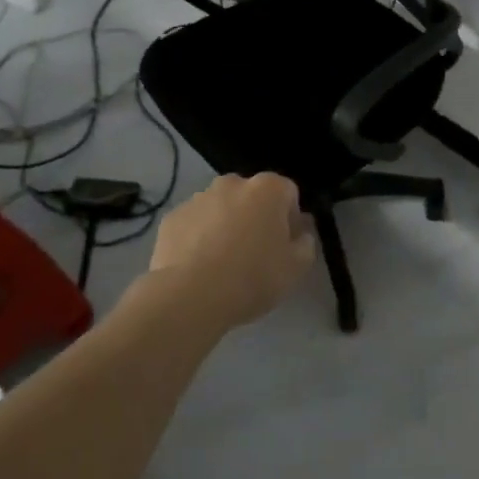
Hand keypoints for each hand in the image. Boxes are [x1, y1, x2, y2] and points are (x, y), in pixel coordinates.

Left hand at [146, 173, 316, 327]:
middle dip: (256, 217)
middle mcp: (233, 183)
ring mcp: (198, 198)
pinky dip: (198, 237)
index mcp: (268, 189)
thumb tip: (301, 231)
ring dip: (226, 225)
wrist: (190, 296)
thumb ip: (306, 243)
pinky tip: (198, 267)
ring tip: (222, 264)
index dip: (290, 219)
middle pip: (252, 197)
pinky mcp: (172, 217)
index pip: (288, 193)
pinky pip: (194, 224)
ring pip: (221, 208)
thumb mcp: (296, 267)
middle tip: (255, 254)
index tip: (285, 245)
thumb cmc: (252, 277)